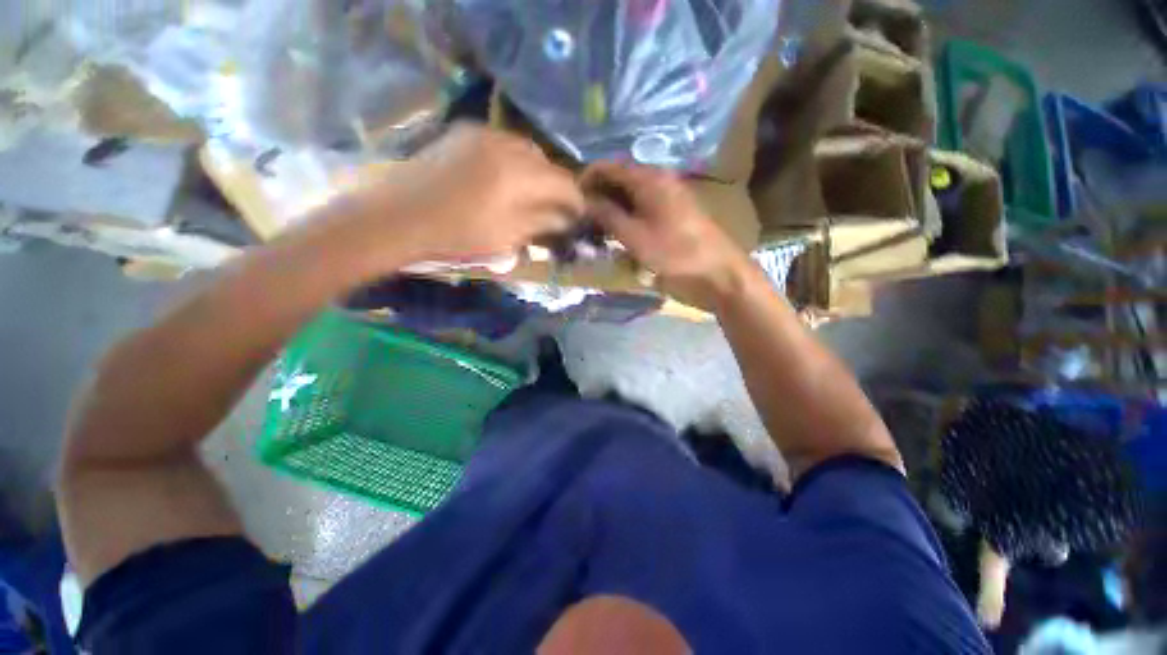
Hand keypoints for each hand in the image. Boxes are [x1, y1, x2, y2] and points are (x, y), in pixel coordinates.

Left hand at [328, 123, 584, 264]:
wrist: (397, 217)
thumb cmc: (457, 235)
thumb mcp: (508, 237)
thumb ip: (543, 223)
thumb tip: (566, 218)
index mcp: (519, 174)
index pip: (564, 182)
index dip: (576, 200)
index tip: (579, 215)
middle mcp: (506, 143)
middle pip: (546, 162)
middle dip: (554, 186)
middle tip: (554, 209)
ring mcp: (482, 133)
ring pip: (525, 150)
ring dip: (534, 172)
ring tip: (529, 195)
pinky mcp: (463, 132)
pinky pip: (502, 143)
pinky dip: (512, 161)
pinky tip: (503, 180)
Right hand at [581, 162, 753, 308]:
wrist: (717, 274)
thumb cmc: (674, 254)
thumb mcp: (634, 236)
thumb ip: (607, 215)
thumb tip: (584, 200)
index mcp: (650, 179)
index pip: (610, 167)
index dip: (588, 178)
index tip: (570, 198)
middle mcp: (660, 181)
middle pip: (621, 180)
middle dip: (599, 195)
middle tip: (580, 216)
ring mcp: (669, 198)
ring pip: (632, 196)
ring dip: (612, 208)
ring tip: (594, 227)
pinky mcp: (674, 214)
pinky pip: (644, 209)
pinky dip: (627, 217)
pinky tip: (618, 233)